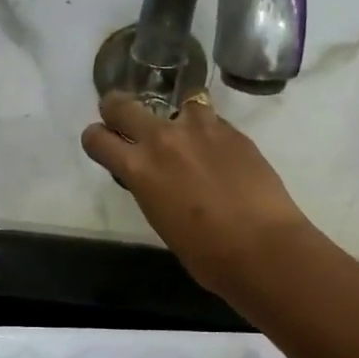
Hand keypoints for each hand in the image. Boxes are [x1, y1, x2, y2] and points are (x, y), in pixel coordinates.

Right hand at [81, 91, 316, 295]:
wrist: (262, 246)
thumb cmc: (206, 254)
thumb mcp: (161, 220)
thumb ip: (151, 188)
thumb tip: (157, 178)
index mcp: (137, 169)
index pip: (97, 138)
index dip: (96, 140)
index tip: (103, 145)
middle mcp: (162, 139)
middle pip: (122, 105)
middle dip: (117, 110)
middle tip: (125, 122)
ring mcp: (200, 128)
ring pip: (176, 103)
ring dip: (175, 119)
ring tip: (189, 140)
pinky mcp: (232, 130)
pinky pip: (210, 120)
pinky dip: (208, 133)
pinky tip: (221, 155)